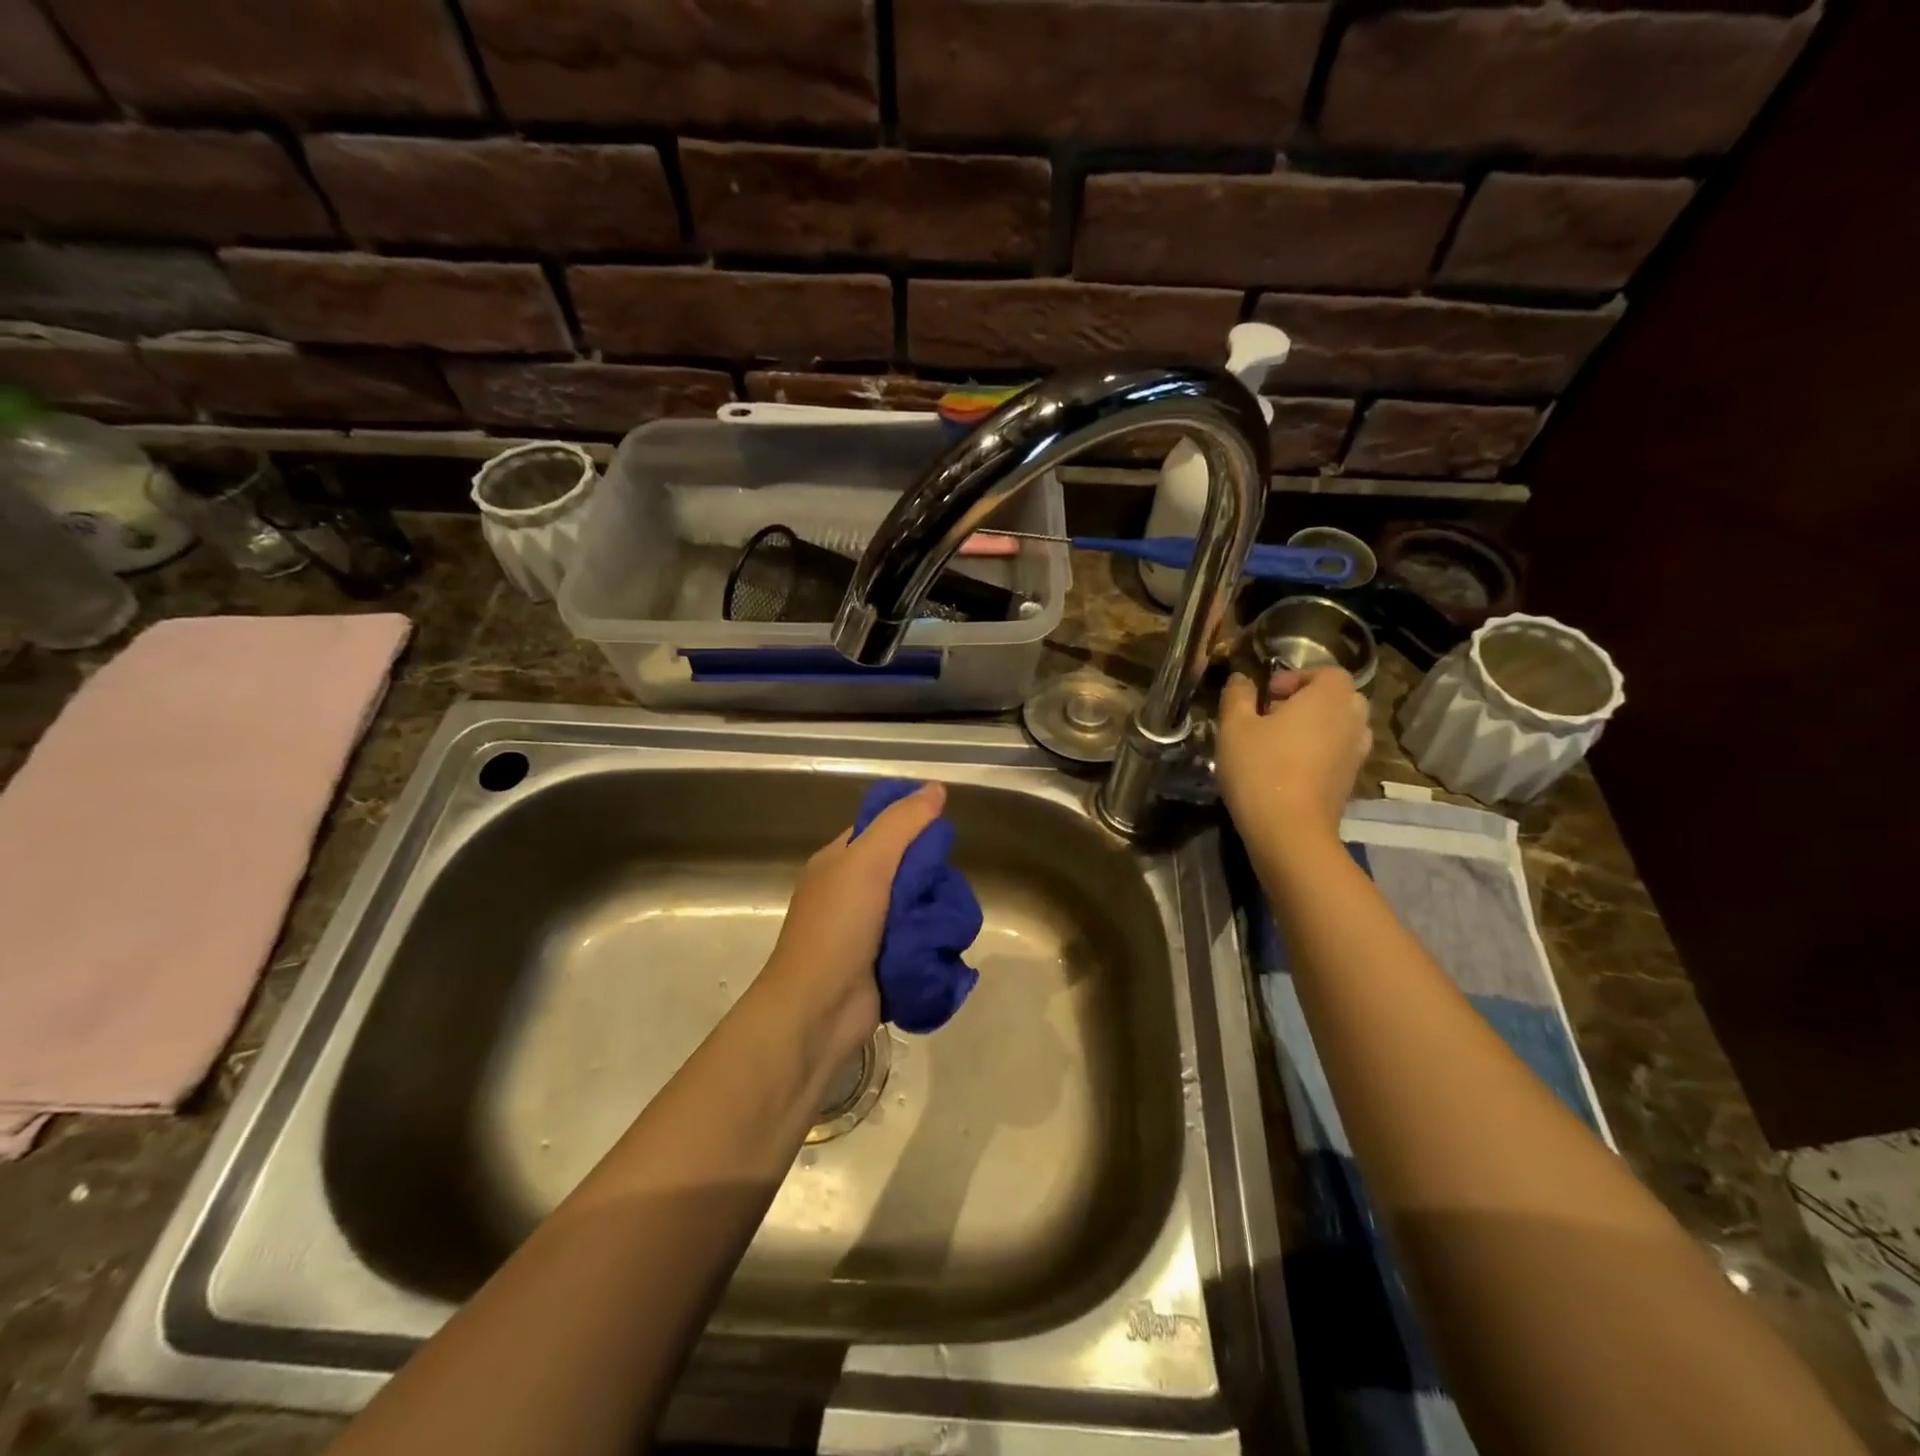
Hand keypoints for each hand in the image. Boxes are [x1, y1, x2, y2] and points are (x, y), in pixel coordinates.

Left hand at [757, 782, 946, 1068]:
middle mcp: (854, 893)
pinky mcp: (886, 965)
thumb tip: (936, 788)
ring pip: (920, 909)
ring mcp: (870, 932)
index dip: (913, 829)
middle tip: (943, 892)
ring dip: (937, 918)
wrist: (816, 1013)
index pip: (883, 829)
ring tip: (946, 928)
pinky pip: (922, 944)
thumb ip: (902, 824)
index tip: (942, 839)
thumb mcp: (867, 863)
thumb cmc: (836, 929)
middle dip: (932, 881)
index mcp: (840, 862)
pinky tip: (945, 950)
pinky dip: (935, 947)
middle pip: (910, 870)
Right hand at [1217, 668, 1370, 841]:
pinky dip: (1321, 753)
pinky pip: (1340, 753)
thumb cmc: (1260, 769)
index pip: (1329, 672)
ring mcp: (1356, 754)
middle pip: (1341, 698)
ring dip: (1318, 728)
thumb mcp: (1235, 727)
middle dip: (1311, 701)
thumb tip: (1241, 678)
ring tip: (1283, 743)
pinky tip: (1289, 768)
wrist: (1290, 832)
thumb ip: (1238, 696)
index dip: (1299, 677)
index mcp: (1327, 699)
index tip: (1268, 695)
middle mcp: (1351, 721)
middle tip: (1276, 715)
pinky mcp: (1350, 781)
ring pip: (1343, 727)